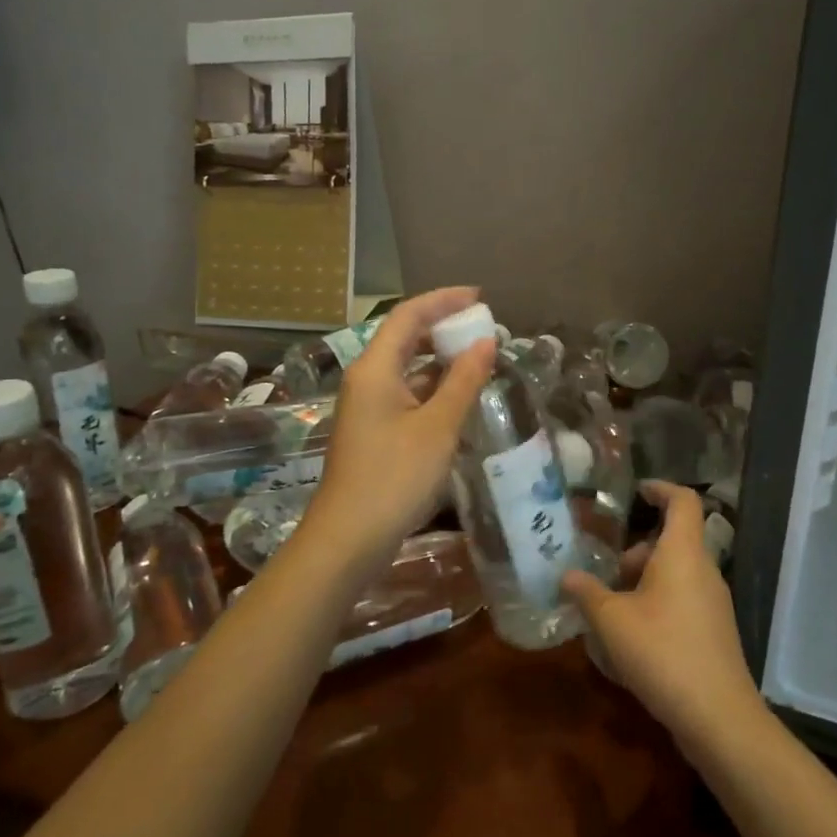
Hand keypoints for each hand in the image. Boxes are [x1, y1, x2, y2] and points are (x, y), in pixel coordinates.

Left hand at [301, 288, 493, 573]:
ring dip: (440, 358)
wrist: (349, 538)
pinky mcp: (374, 429)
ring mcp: (367, 406)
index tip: (480, 298)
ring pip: (406, 366)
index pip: (408, 315)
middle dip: (444, 327)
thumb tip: (487, 342)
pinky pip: (406, 392)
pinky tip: (460, 395)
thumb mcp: (438, 427)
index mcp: (375, 368)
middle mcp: (366, 379)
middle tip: (484, 327)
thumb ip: (464, 381)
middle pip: (405, 337)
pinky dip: (433, 386)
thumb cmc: (395, 477)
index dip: (444, 300)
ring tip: (480, 356)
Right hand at [562, 481, 764, 746]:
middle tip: (607, 571)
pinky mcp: (714, 631)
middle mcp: (703, 570)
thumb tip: (567, 575)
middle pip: (673, 540)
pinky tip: (632, 637)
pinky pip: (682, 599)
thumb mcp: (611, 621)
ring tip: (611, 608)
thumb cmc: (662, 653)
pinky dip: (657, 603)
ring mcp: (714, 603)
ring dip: (644, 581)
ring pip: (676, 573)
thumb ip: (587, 593)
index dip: (661, 488)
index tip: (637, 491)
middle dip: (637, 549)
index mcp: (683, 553)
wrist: (718, 717)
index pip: (683, 501)